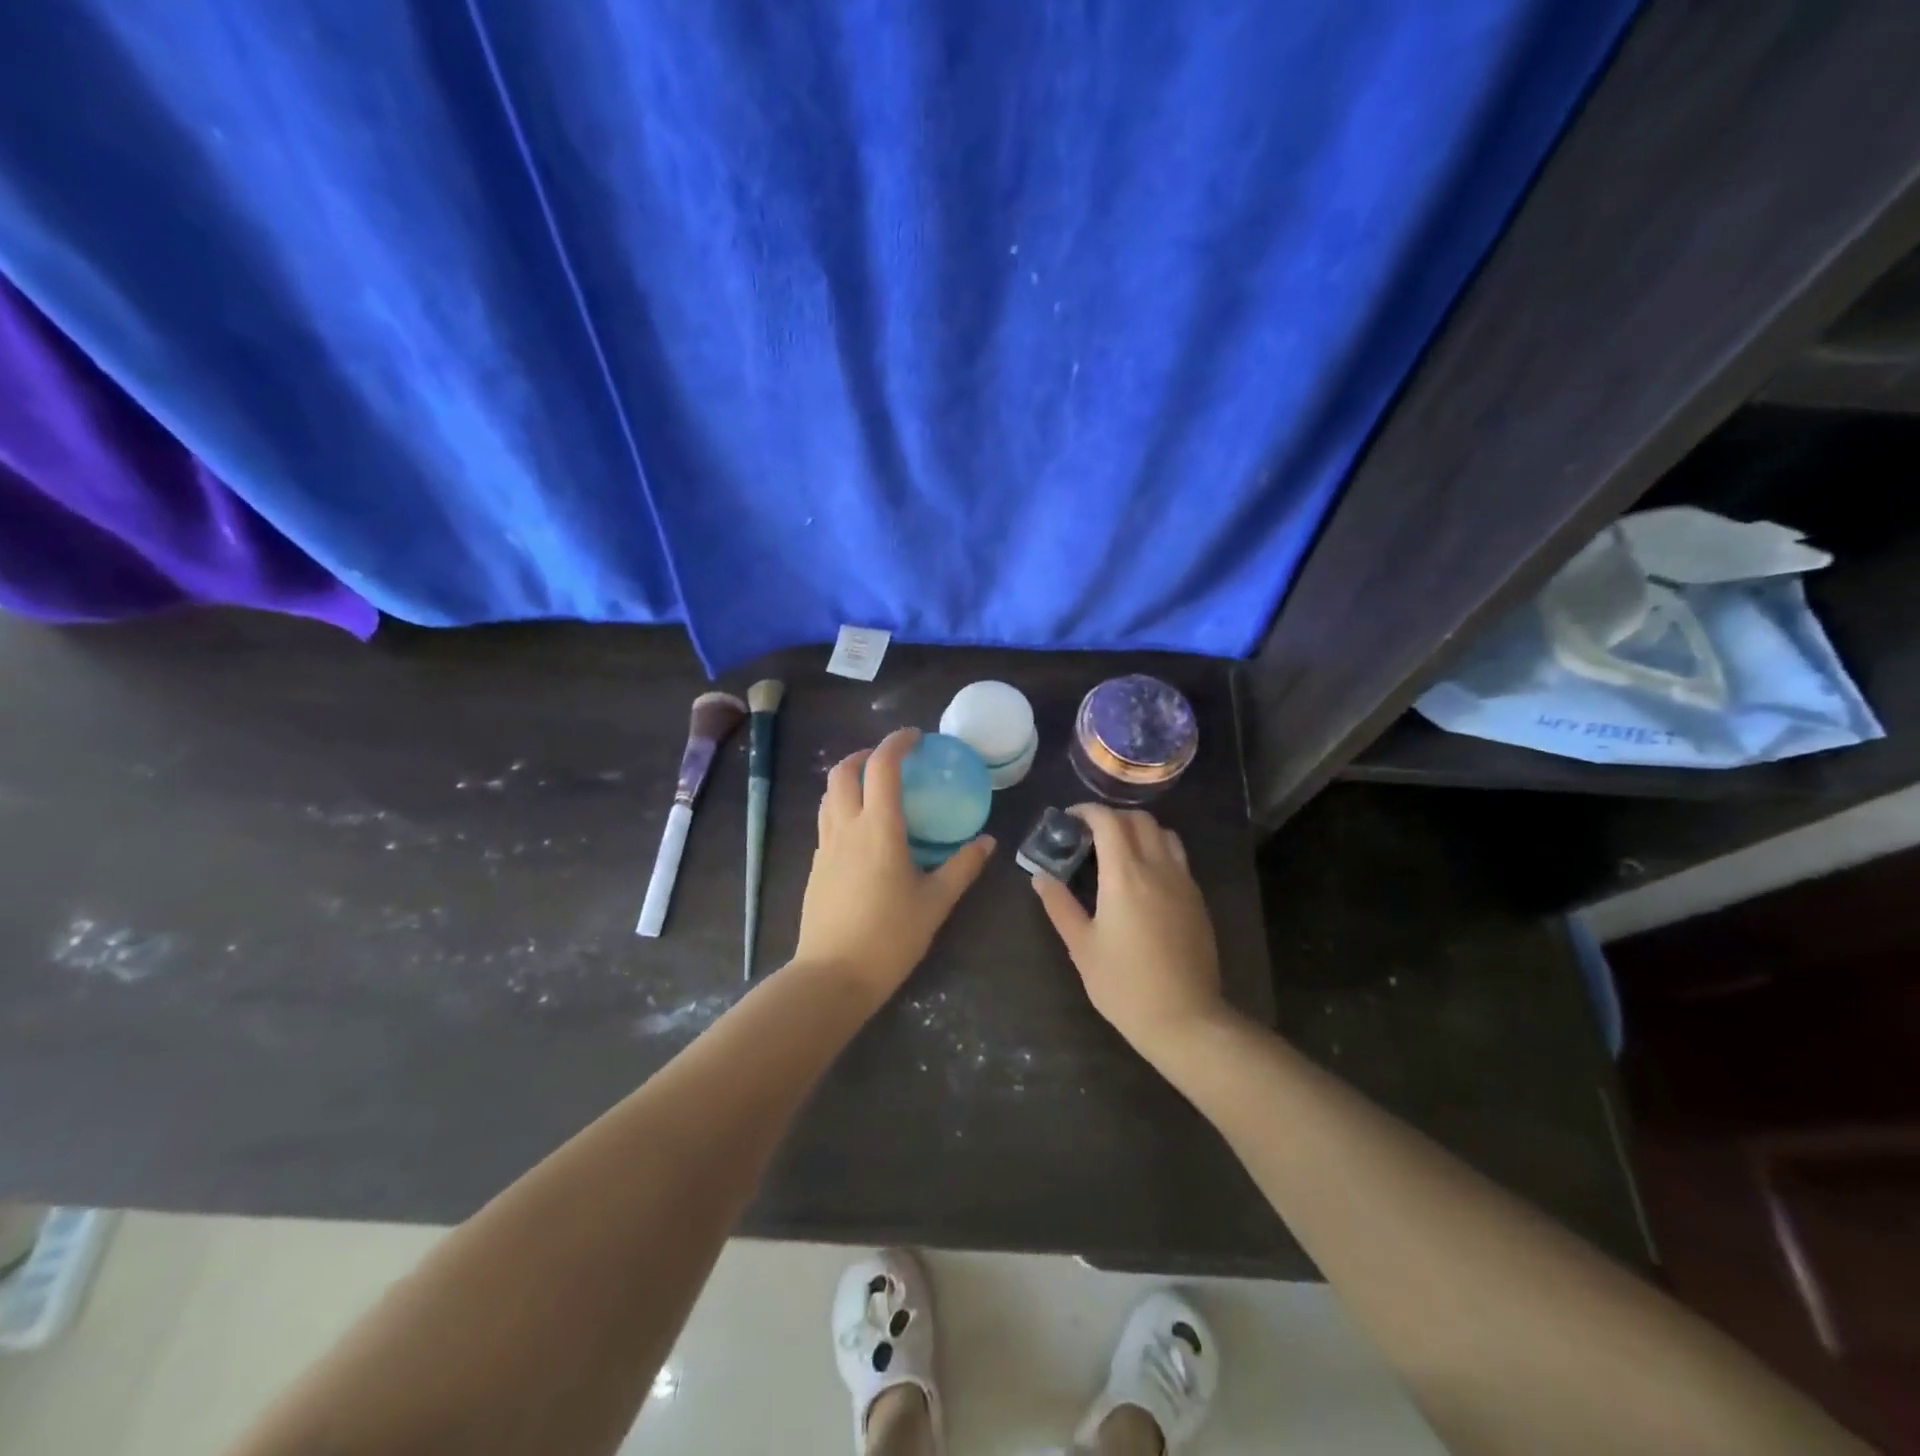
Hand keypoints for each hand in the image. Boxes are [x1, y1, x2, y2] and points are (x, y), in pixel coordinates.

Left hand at [792, 729, 995, 1005]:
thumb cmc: (890, 937)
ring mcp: (825, 846)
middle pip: (844, 771)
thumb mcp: (935, 902)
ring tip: (874, 789)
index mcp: (878, 829)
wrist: (833, 975)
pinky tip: (862, 832)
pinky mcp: (815, 866)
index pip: (882, 767)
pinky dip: (842, 807)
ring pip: (829, 795)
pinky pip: (826, 821)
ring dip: (849, 779)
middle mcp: (846, 827)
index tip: (915, 737)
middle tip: (891, 761)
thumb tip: (987, 842)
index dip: (897, 743)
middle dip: (865, 754)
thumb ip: (962, 867)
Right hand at [1031, 804, 1228, 1059]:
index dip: (1087, 811)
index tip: (1068, 819)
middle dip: (1112, 817)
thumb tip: (1040, 877)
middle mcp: (1158, 868)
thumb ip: (1059, 905)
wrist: (1185, 1018)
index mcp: (1125, 875)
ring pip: (1164, 834)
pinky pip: (1178, 858)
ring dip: (1139, 830)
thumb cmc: (1124, 984)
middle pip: (1139, 820)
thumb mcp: (1081, 946)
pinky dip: (1158, 850)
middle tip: (1089, 835)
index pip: (1108, 821)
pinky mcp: (1197, 900)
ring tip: (1119, 851)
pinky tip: (1143, 879)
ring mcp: (1183, 882)